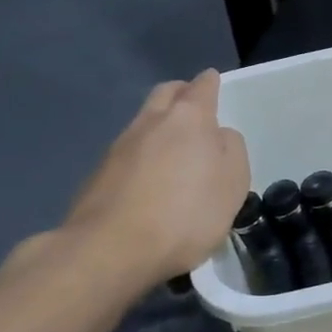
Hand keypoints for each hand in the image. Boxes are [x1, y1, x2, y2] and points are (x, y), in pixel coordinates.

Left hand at [62, 72, 250, 288]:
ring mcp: (119, 147)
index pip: (202, 87)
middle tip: (194, 106)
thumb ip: (232, 150)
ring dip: (159, 126)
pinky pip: (128, 153)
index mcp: (189, 118)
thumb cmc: (186, 213)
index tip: (214, 81)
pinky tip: (150, 180)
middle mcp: (151, 122)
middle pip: (165, 93)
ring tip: (174, 149)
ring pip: (144, 122)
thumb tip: (219, 136)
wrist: (111, 250)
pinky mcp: (98, 175)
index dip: (210, 83)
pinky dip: (142, 155)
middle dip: (180, 93)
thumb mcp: (233, 183)